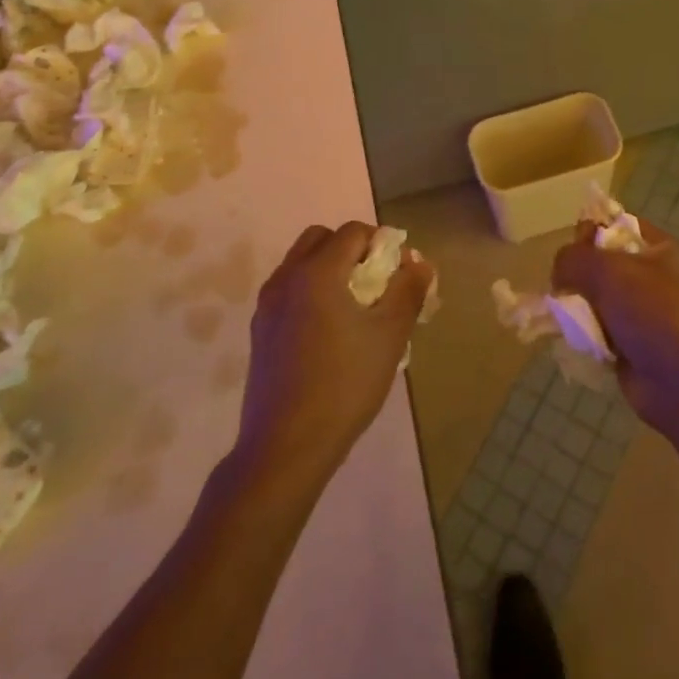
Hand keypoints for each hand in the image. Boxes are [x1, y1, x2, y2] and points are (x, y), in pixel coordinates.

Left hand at [237, 222, 431, 482]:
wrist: (286, 446)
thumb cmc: (345, 385)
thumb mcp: (389, 336)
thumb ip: (407, 291)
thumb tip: (419, 263)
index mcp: (317, 272)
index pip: (353, 232)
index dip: (381, 243)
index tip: (399, 272)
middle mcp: (286, 277)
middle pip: (321, 238)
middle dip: (351, 249)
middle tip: (375, 282)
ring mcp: (267, 304)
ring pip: (301, 263)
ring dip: (329, 268)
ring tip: (355, 307)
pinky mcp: (260, 329)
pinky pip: (289, 289)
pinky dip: (311, 291)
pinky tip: (330, 331)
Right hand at [551, 220, 678, 430]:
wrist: (673, 378)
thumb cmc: (647, 310)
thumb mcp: (605, 269)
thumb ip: (572, 258)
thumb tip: (559, 273)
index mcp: (660, 250)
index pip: (619, 226)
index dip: (593, 229)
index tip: (574, 245)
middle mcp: (653, 277)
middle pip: (603, 263)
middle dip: (579, 273)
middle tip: (563, 284)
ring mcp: (642, 312)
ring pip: (596, 297)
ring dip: (578, 305)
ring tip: (564, 314)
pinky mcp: (630, 342)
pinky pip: (597, 328)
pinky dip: (584, 332)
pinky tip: (573, 336)